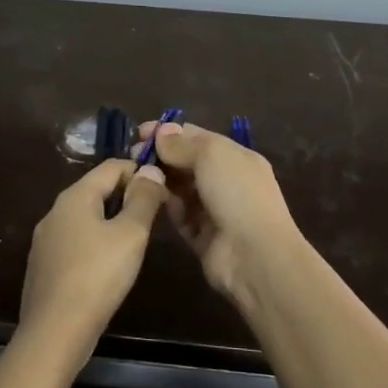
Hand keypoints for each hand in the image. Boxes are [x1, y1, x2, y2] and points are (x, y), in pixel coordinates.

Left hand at [18, 158, 166, 364]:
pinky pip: (75, 241)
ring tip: (135, 241)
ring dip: (111, 221)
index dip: (140, 171)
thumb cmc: (97, 276)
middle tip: (154, 216)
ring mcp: (45, 239)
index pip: (111, 166)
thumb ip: (143, 199)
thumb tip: (151, 170)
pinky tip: (108, 266)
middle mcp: (55, 211)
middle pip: (96, 190)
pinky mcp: (43, 265)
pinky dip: (95, 242)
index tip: (164, 189)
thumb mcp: (130, 235)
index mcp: (75, 196)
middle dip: (126, 196)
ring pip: (85, 217)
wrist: (54, 332)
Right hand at [137, 122, 306, 303]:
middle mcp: (226, 180)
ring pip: (181, 188)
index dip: (169, 132)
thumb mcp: (212, 155)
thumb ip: (183, 144)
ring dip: (161, 179)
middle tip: (133, 154)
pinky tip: (147, 196)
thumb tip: (162, 132)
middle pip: (187, 162)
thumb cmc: (237, 193)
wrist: (254, 255)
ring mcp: (214, 209)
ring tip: (136, 174)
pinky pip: (179, 214)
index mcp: (236, 157)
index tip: (140, 132)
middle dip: (162, 155)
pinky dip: (165, 204)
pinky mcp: (201, 235)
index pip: (198, 137)